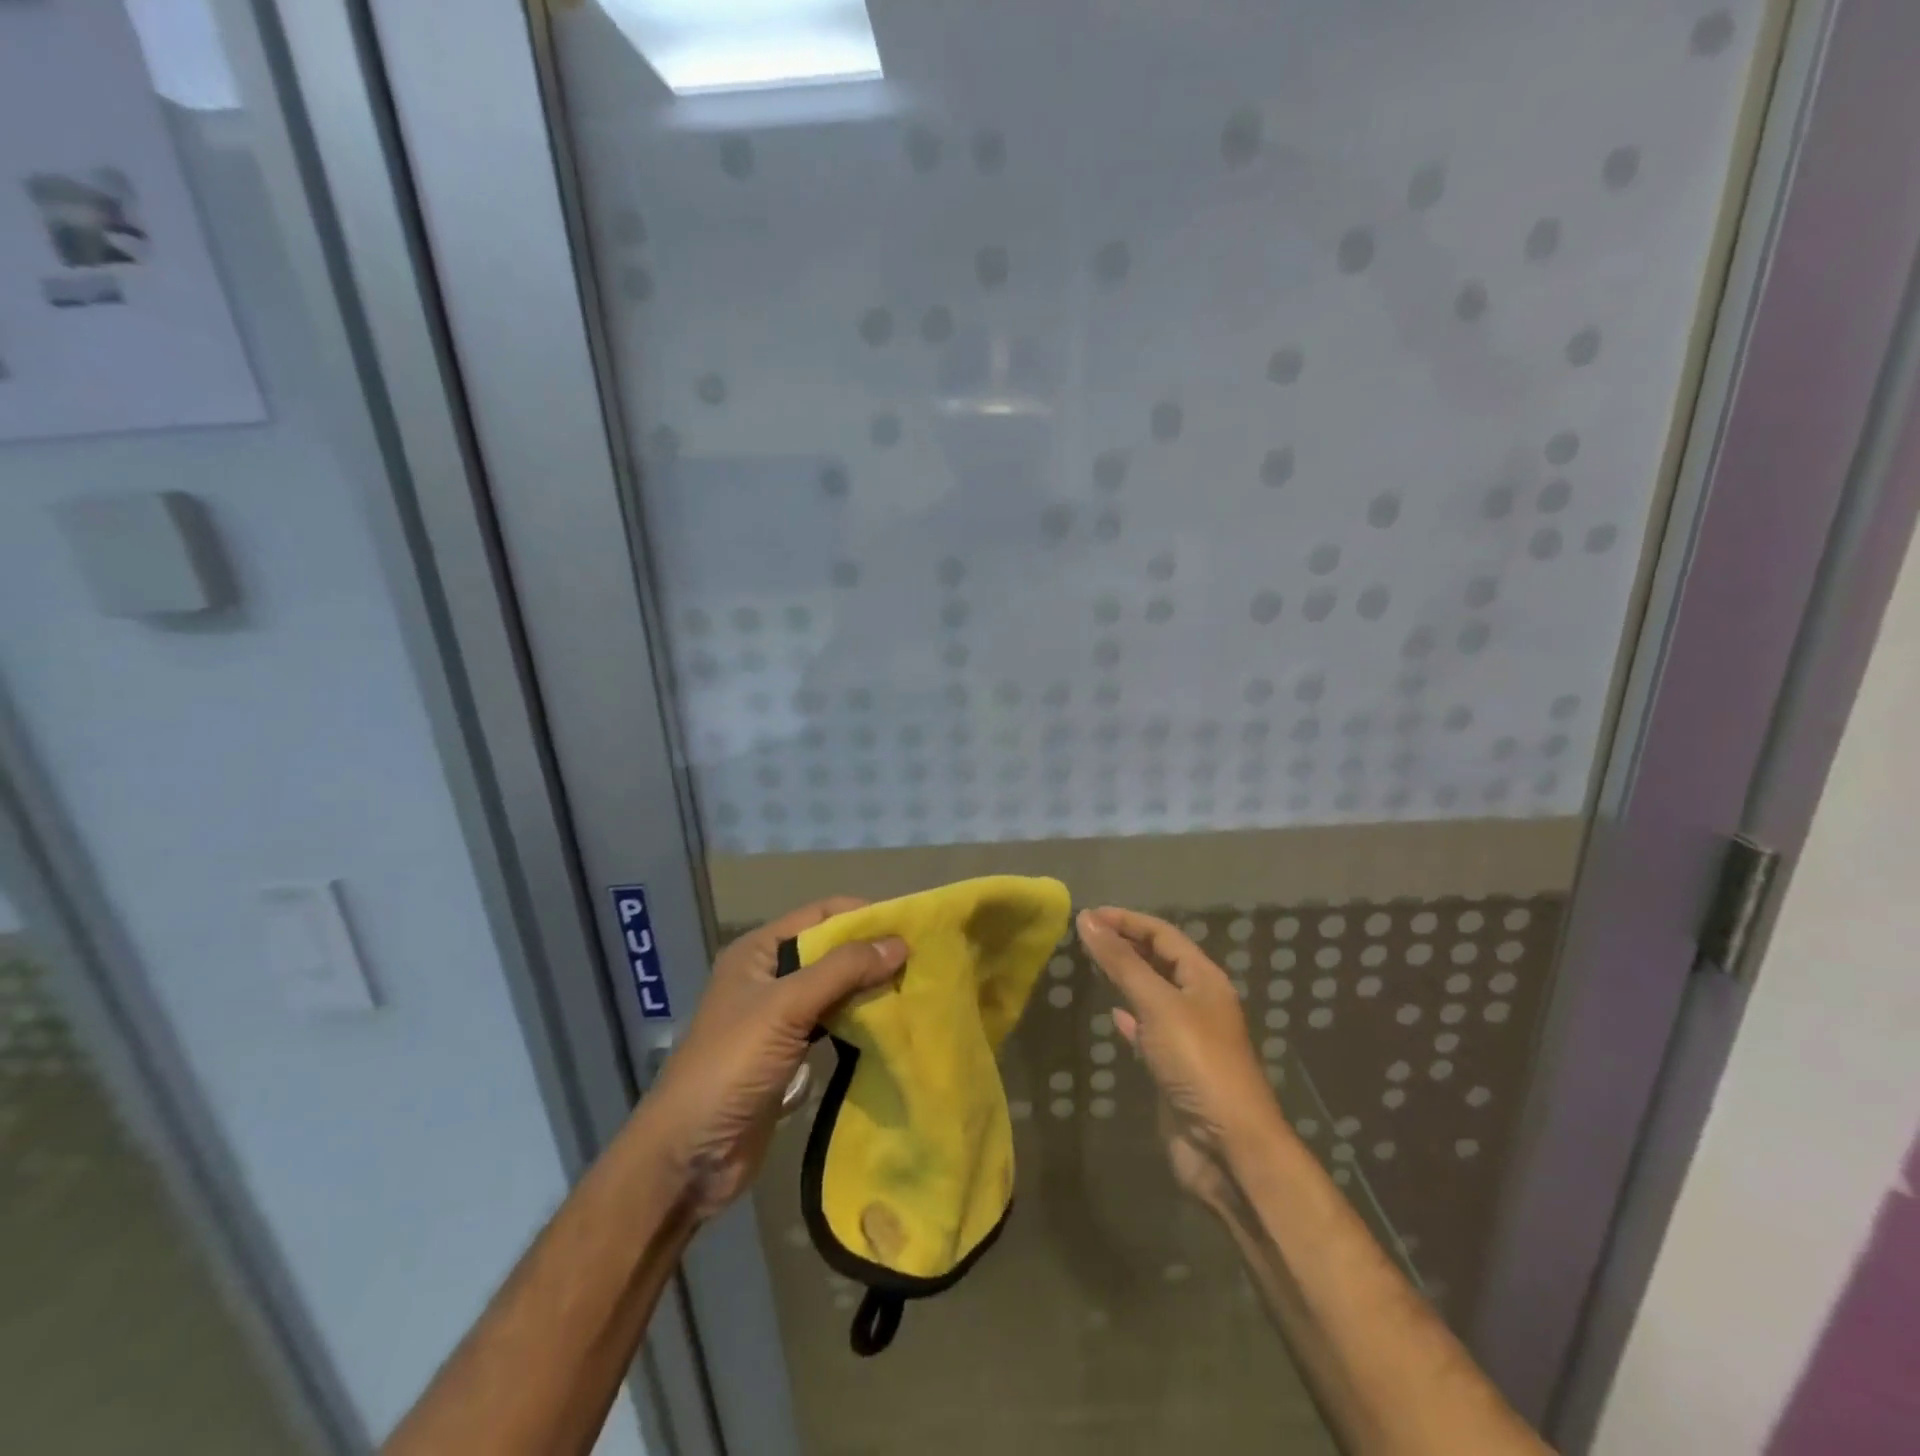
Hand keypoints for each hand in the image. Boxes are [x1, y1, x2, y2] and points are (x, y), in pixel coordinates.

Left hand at [641, 898, 905, 1219]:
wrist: (689, 1156)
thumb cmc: (732, 1066)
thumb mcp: (787, 1007)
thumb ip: (842, 971)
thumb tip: (899, 943)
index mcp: (758, 951)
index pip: (820, 915)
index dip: (862, 915)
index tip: (909, 926)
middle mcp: (769, 976)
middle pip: (830, 951)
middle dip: (871, 953)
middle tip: (921, 961)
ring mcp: (778, 1017)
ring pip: (834, 989)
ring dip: (868, 988)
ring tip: (914, 989)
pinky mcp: (789, 1053)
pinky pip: (832, 1024)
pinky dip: (859, 1020)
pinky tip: (889, 1024)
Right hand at [1076, 906, 1285, 1212]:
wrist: (1227, 1146)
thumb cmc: (1198, 1062)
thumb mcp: (1158, 1004)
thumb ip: (1121, 962)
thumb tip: (1087, 919)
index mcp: (1204, 978)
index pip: (1163, 934)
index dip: (1127, 920)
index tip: (1088, 915)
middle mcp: (1199, 1001)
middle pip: (1159, 960)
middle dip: (1125, 944)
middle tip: (1085, 935)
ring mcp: (1187, 1036)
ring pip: (1152, 994)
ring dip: (1125, 977)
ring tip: (1092, 964)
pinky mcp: (1174, 1068)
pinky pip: (1148, 1030)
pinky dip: (1129, 1017)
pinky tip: (1112, 1014)